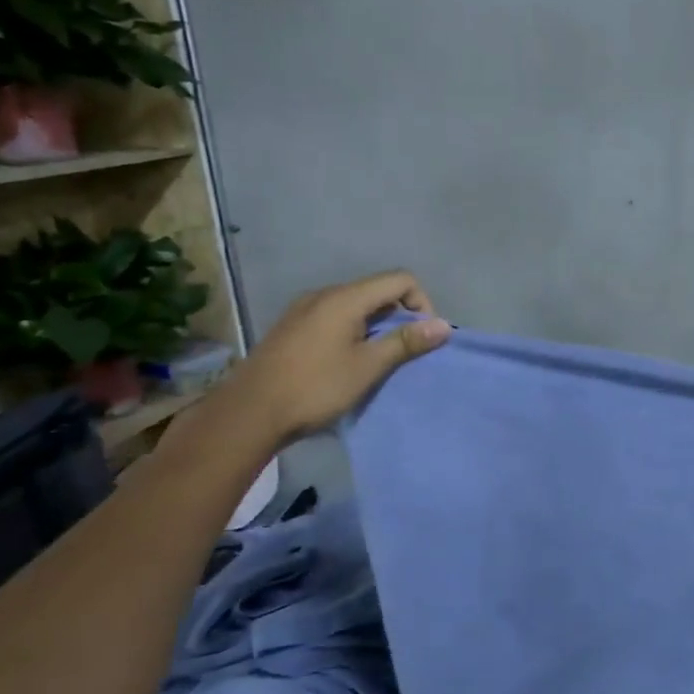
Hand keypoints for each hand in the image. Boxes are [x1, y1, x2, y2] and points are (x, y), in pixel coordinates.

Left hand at [220, 271, 450, 444]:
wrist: (249, 413)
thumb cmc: (315, 388)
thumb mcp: (368, 367)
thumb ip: (406, 342)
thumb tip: (443, 325)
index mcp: (344, 298)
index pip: (400, 280)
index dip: (421, 303)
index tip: (423, 337)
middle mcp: (324, 294)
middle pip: (377, 290)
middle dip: (401, 315)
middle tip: (406, 351)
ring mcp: (304, 310)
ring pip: (356, 305)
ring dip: (377, 325)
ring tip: (380, 359)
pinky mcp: (292, 327)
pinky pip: (335, 317)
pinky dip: (354, 331)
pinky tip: (349, 361)